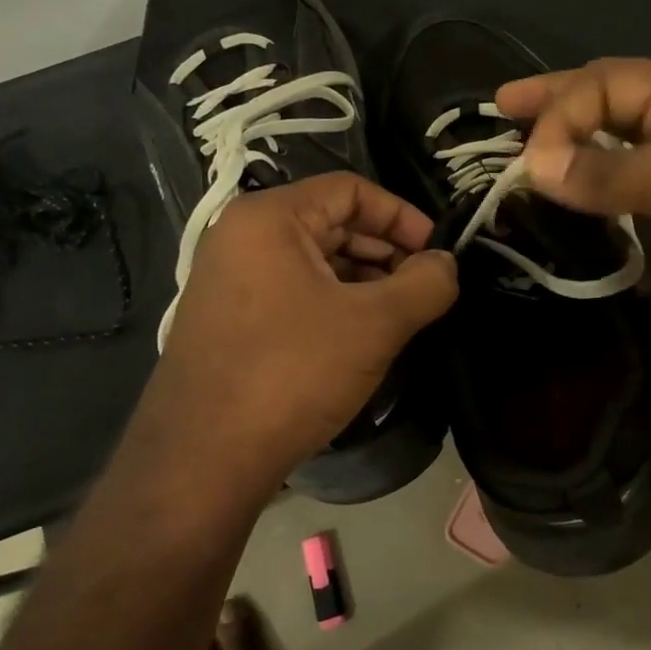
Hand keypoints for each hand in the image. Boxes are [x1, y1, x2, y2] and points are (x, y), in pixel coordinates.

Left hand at [136, 173, 456, 500]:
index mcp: (270, 218)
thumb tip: (447, 264)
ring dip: (364, 281)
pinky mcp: (229, 319)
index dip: (403, 216)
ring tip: (401, 316)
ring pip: (315, 262)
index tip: (438, 253)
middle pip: (332, 223)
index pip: (351, 190)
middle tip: (425, 289)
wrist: (203, 459)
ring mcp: (230, 280)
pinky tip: (362, 338)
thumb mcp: (375, 324)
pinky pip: (294, 292)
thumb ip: (425, 284)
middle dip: (386, 252)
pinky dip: (335, 304)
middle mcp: (241, 237)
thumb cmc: (293, 373)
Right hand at [498, 59, 650, 379]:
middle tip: (503, 106)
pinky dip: (590, 185)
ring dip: (570, 144)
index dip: (562, 112)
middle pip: (609, 101)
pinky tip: (567, 191)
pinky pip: (624, 186)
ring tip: (524, 150)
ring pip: (615, 143)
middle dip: (557, 104)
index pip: (608, 83)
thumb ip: (611, 172)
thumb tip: (536, 166)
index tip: (528, 163)